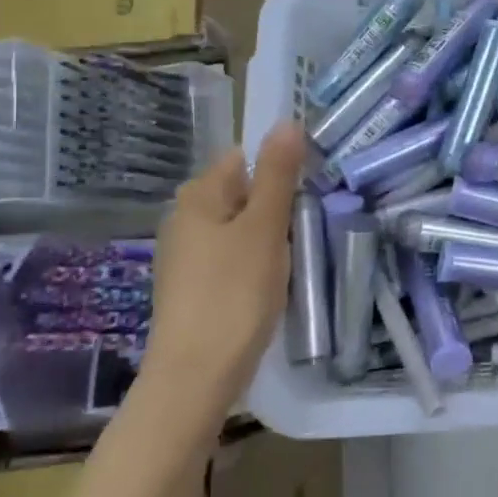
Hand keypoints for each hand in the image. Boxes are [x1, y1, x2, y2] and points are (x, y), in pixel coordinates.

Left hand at [143, 120, 307, 418]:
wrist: (197, 375)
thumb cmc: (234, 292)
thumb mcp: (264, 227)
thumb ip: (277, 174)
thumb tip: (287, 121)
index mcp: (197, 196)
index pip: (244, 158)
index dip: (280, 167)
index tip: (312, 187)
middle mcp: (185, 218)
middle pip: (243, 192)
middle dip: (278, 203)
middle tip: (311, 221)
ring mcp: (187, 255)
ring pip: (241, 227)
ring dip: (271, 234)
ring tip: (298, 252)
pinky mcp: (195, 286)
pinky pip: (234, 256)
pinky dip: (256, 260)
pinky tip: (275, 280)